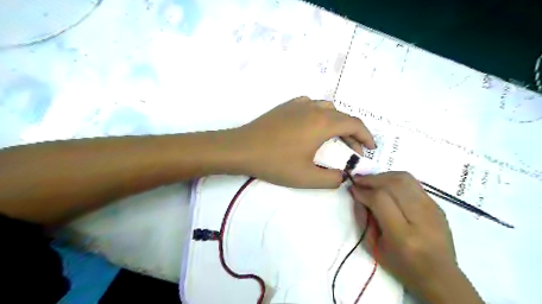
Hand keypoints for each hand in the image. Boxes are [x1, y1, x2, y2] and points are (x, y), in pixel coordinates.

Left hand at [230, 97, 375, 186]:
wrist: (242, 148)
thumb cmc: (276, 162)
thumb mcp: (307, 177)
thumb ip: (331, 178)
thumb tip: (343, 176)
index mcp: (323, 123)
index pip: (355, 124)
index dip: (366, 136)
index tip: (371, 149)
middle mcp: (314, 108)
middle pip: (342, 116)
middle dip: (352, 133)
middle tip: (353, 151)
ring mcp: (298, 104)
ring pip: (327, 109)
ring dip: (337, 123)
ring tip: (335, 138)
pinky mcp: (286, 106)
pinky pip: (310, 106)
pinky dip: (319, 115)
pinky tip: (313, 126)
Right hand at [350, 173, 484, 302]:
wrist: (440, 276)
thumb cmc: (402, 266)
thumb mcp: (375, 247)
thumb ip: (364, 218)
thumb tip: (358, 194)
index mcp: (403, 235)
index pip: (380, 199)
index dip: (364, 191)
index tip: (353, 189)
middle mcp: (421, 218)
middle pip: (394, 183)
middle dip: (372, 179)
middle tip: (359, 180)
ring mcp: (433, 209)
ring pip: (405, 178)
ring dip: (383, 176)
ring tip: (371, 180)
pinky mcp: (437, 205)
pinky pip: (412, 183)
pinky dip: (394, 180)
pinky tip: (386, 186)